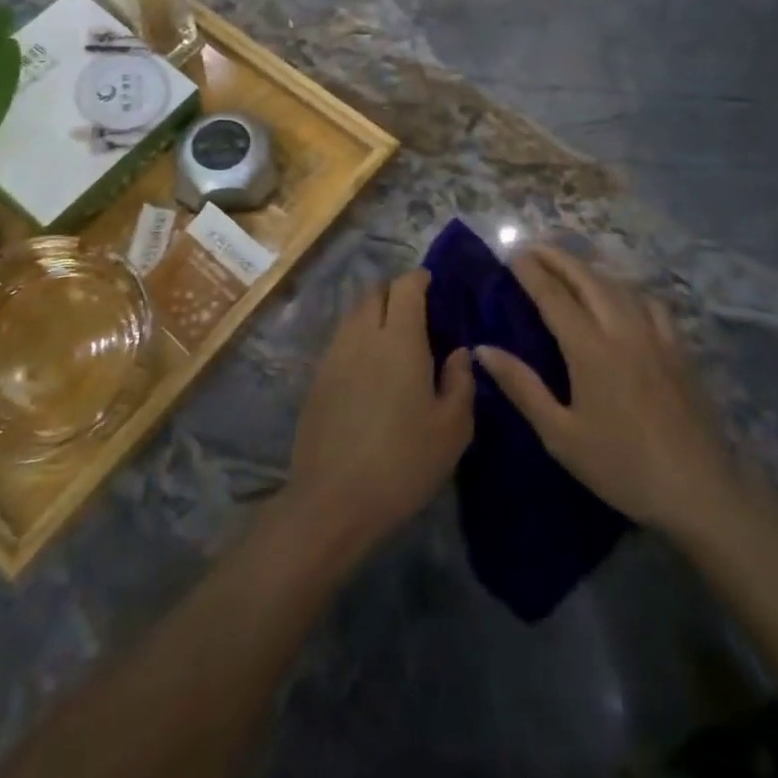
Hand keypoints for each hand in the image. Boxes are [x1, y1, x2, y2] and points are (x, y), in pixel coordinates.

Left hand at [286, 270, 473, 560]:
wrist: (334, 499)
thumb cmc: (404, 461)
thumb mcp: (452, 428)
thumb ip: (460, 381)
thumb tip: (459, 352)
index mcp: (400, 339)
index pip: (405, 286)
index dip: (419, 279)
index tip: (433, 285)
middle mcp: (363, 335)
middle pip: (375, 292)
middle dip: (395, 291)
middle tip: (416, 312)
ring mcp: (334, 355)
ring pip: (354, 314)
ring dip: (373, 312)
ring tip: (392, 337)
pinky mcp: (317, 378)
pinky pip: (340, 339)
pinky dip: (357, 337)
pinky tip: (369, 366)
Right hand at [475, 247, 735, 537]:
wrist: (699, 491)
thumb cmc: (621, 466)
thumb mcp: (561, 435)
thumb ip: (522, 387)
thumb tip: (483, 349)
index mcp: (590, 349)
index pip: (554, 296)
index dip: (531, 272)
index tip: (512, 254)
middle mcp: (622, 330)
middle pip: (586, 279)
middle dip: (557, 258)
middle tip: (533, 247)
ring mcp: (655, 336)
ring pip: (618, 285)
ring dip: (589, 269)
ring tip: (569, 266)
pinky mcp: (679, 349)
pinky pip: (650, 303)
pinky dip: (627, 290)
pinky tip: (623, 299)